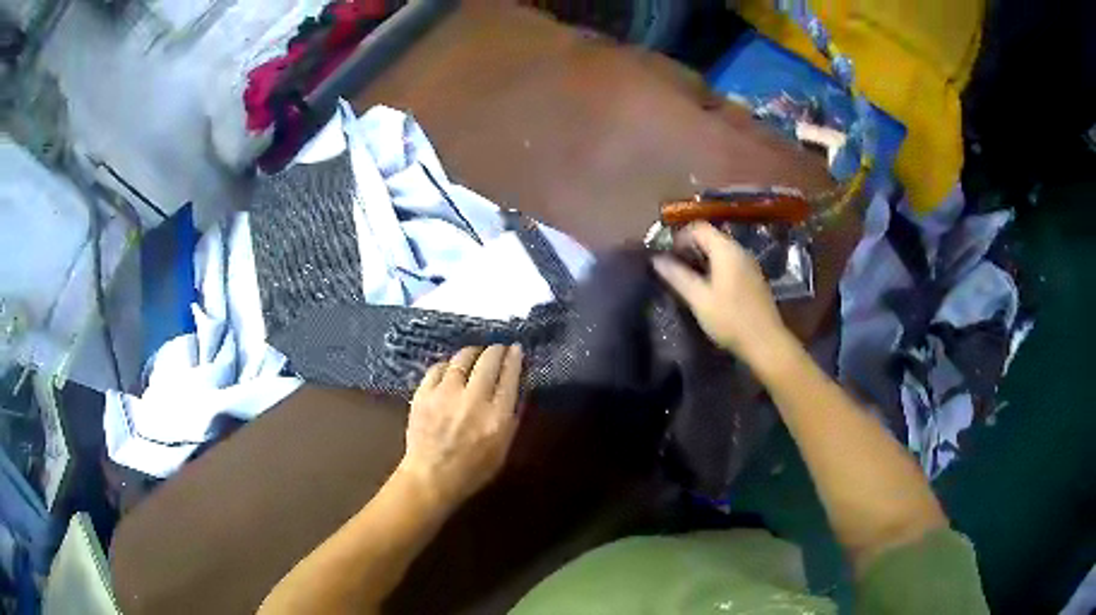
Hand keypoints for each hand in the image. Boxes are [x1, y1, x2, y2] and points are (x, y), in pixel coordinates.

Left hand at [399, 345, 523, 507]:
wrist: (430, 477)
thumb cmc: (472, 470)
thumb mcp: (503, 450)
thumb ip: (511, 419)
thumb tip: (517, 389)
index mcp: (496, 417)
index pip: (509, 376)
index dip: (514, 358)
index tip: (516, 348)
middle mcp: (473, 400)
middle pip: (488, 361)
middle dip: (496, 349)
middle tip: (498, 348)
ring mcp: (445, 394)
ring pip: (462, 358)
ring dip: (472, 352)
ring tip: (475, 354)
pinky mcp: (423, 394)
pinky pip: (438, 368)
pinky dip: (448, 365)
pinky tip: (451, 369)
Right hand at [652, 222, 789, 366]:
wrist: (766, 342)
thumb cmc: (730, 319)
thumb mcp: (699, 299)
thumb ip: (677, 276)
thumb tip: (656, 259)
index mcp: (726, 250)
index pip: (699, 227)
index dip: (680, 237)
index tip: (669, 258)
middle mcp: (739, 250)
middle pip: (710, 237)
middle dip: (690, 249)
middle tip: (675, 270)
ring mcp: (749, 265)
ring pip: (720, 252)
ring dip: (702, 260)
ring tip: (688, 281)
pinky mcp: (753, 279)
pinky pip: (730, 264)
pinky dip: (715, 269)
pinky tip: (708, 290)